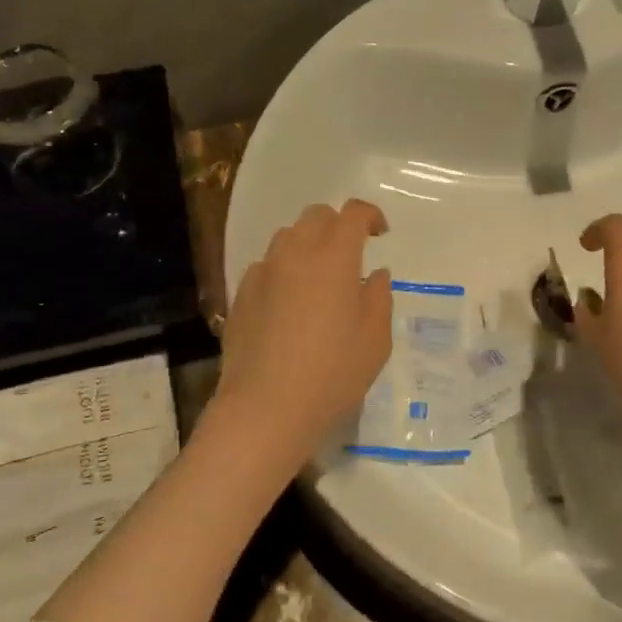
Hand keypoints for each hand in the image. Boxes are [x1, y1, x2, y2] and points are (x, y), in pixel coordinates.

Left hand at [211, 199, 392, 472]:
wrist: (266, 407)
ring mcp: (263, 271)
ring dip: (308, 245)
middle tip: (351, 255)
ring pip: (287, 238)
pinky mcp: (241, 294)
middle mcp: (295, 253)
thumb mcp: (376, 339)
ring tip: (319, 279)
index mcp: (334, 257)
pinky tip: (289, 304)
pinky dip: (284, 271)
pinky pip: (267, 266)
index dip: (370, 216)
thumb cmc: (332, 373)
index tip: (380, 233)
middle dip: (337, 226)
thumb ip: (380, 297)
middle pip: (316, 216)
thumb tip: (375, 274)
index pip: (353, 214)